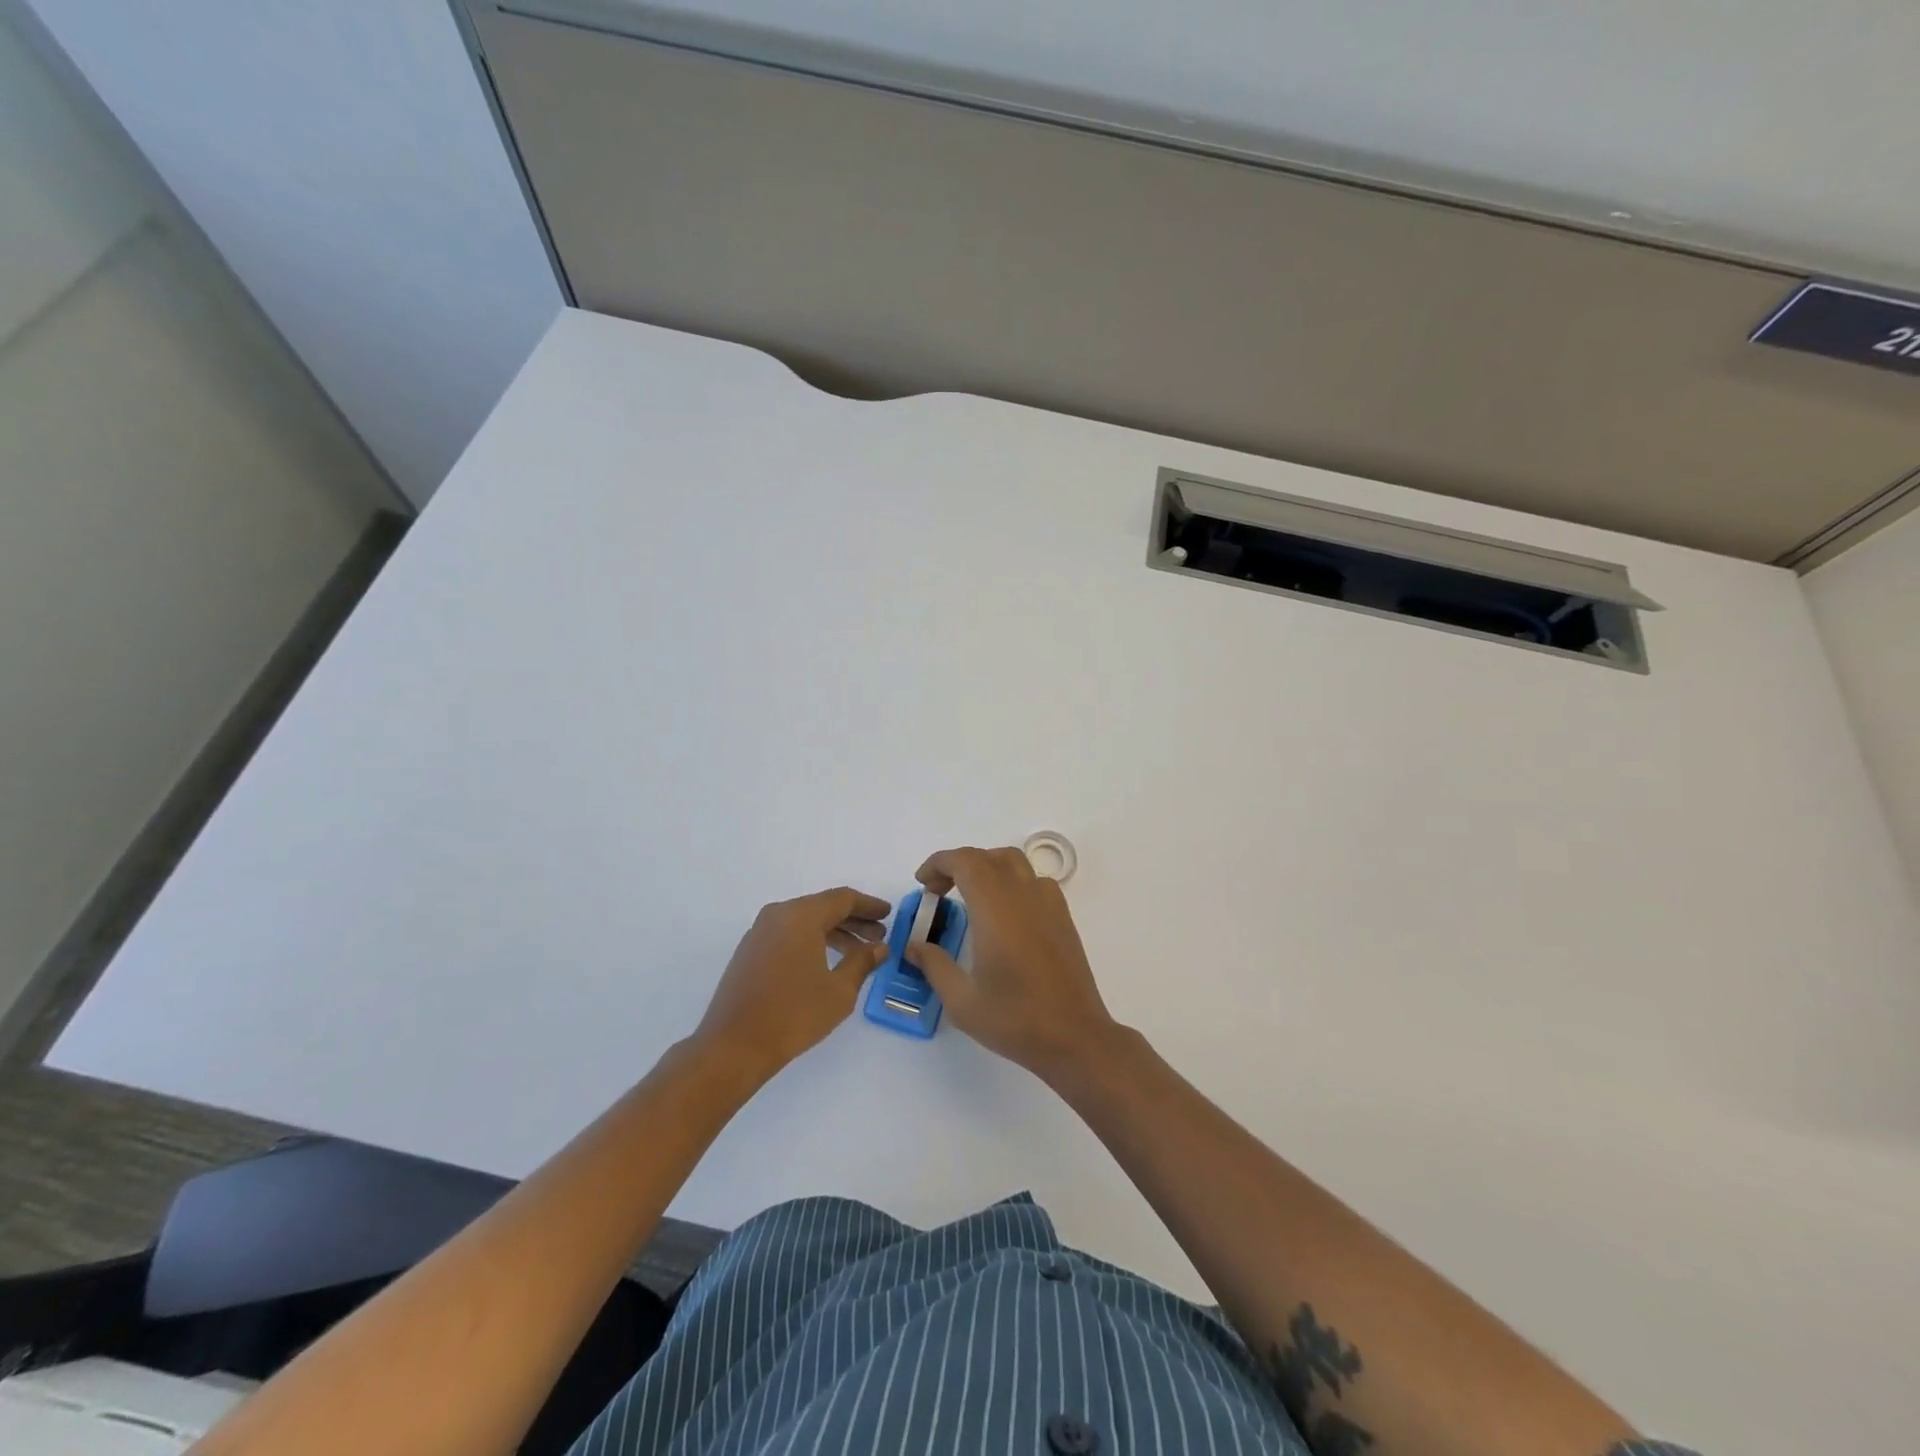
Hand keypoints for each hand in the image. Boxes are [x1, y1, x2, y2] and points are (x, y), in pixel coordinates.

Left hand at [694, 887, 891, 1082]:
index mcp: (801, 915)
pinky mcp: (749, 951)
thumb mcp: (839, 991)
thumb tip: (879, 947)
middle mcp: (778, 915)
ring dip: (833, 932)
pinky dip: (811, 941)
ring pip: (805, 921)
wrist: (733, 1046)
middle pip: (823, 907)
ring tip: (858, 953)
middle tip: (879, 935)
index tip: (889, 915)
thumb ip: (862, 962)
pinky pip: (788, 934)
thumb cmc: (793, 1014)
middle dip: (853, 920)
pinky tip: (826, 963)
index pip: (843, 899)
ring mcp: (759, 932)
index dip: (869, 906)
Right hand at [905, 847, 1118, 1080]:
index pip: (965, 861)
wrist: (1074, 1037)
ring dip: (986, 867)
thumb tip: (914, 945)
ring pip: (1014, 862)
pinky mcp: (1063, 917)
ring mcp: (1048, 904)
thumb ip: (934, 965)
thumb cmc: (1015, 1019)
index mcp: (995, 909)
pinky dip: (1012, 881)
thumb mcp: (962, 1001)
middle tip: (938, 892)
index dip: (939, 863)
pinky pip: (1034, 880)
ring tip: (969, 895)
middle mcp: (1023, 896)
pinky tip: (1005, 913)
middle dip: (958, 865)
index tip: (923, 884)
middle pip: (988, 857)